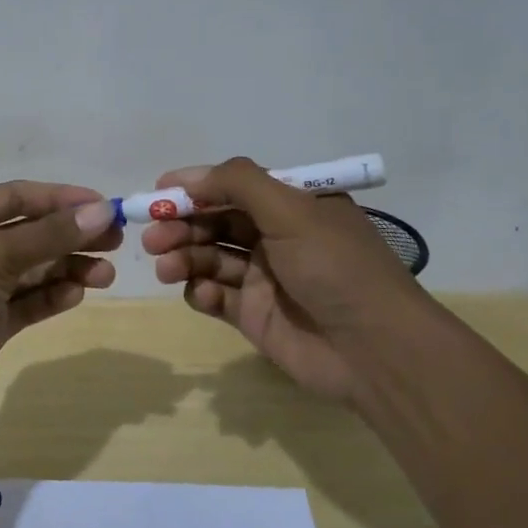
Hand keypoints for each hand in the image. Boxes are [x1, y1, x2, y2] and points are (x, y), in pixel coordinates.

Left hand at [0, 181, 119, 413]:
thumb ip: (50, 234)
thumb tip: (102, 211)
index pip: (19, 197)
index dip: (61, 199)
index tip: (104, 205)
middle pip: (32, 234)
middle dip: (72, 236)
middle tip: (115, 241)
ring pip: (35, 270)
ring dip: (69, 268)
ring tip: (106, 274)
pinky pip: (29, 302)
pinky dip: (53, 296)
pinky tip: (78, 293)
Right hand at [140, 157, 428, 403]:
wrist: (374, 351)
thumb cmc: (335, 268)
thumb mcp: (293, 210)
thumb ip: (239, 183)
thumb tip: (190, 176)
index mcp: (293, 206)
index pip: (235, 187)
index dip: (197, 187)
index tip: (159, 191)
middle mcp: (277, 237)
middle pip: (215, 222)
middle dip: (182, 225)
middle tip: (153, 236)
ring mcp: (264, 278)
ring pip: (210, 258)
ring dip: (184, 257)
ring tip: (165, 266)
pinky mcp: (254, 316)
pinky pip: (216, 297)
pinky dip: (201, 292)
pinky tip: (202, 295)